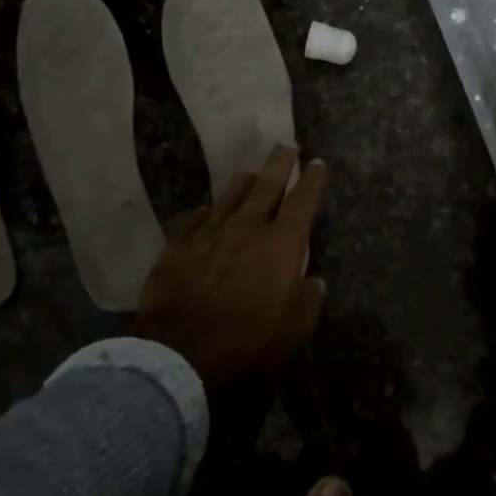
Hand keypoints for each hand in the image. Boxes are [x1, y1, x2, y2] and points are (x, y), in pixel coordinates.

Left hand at [130, 146, 326, 397]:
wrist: (180, 349)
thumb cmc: (247, 342)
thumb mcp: (294, 331)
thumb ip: (308, 300)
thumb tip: (314, 280)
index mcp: (281, 245)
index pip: (303, 202)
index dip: (312, 180)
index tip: (317, 163)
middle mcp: (246, 227)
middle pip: (266, 184)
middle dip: (280, 162)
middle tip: (287, 145)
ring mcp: (208, 231)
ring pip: (230, 193)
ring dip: (244, 181)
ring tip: (250, 174)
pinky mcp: (178, 243)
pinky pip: (194, 216)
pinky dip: (205, 212)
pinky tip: (205, 212)